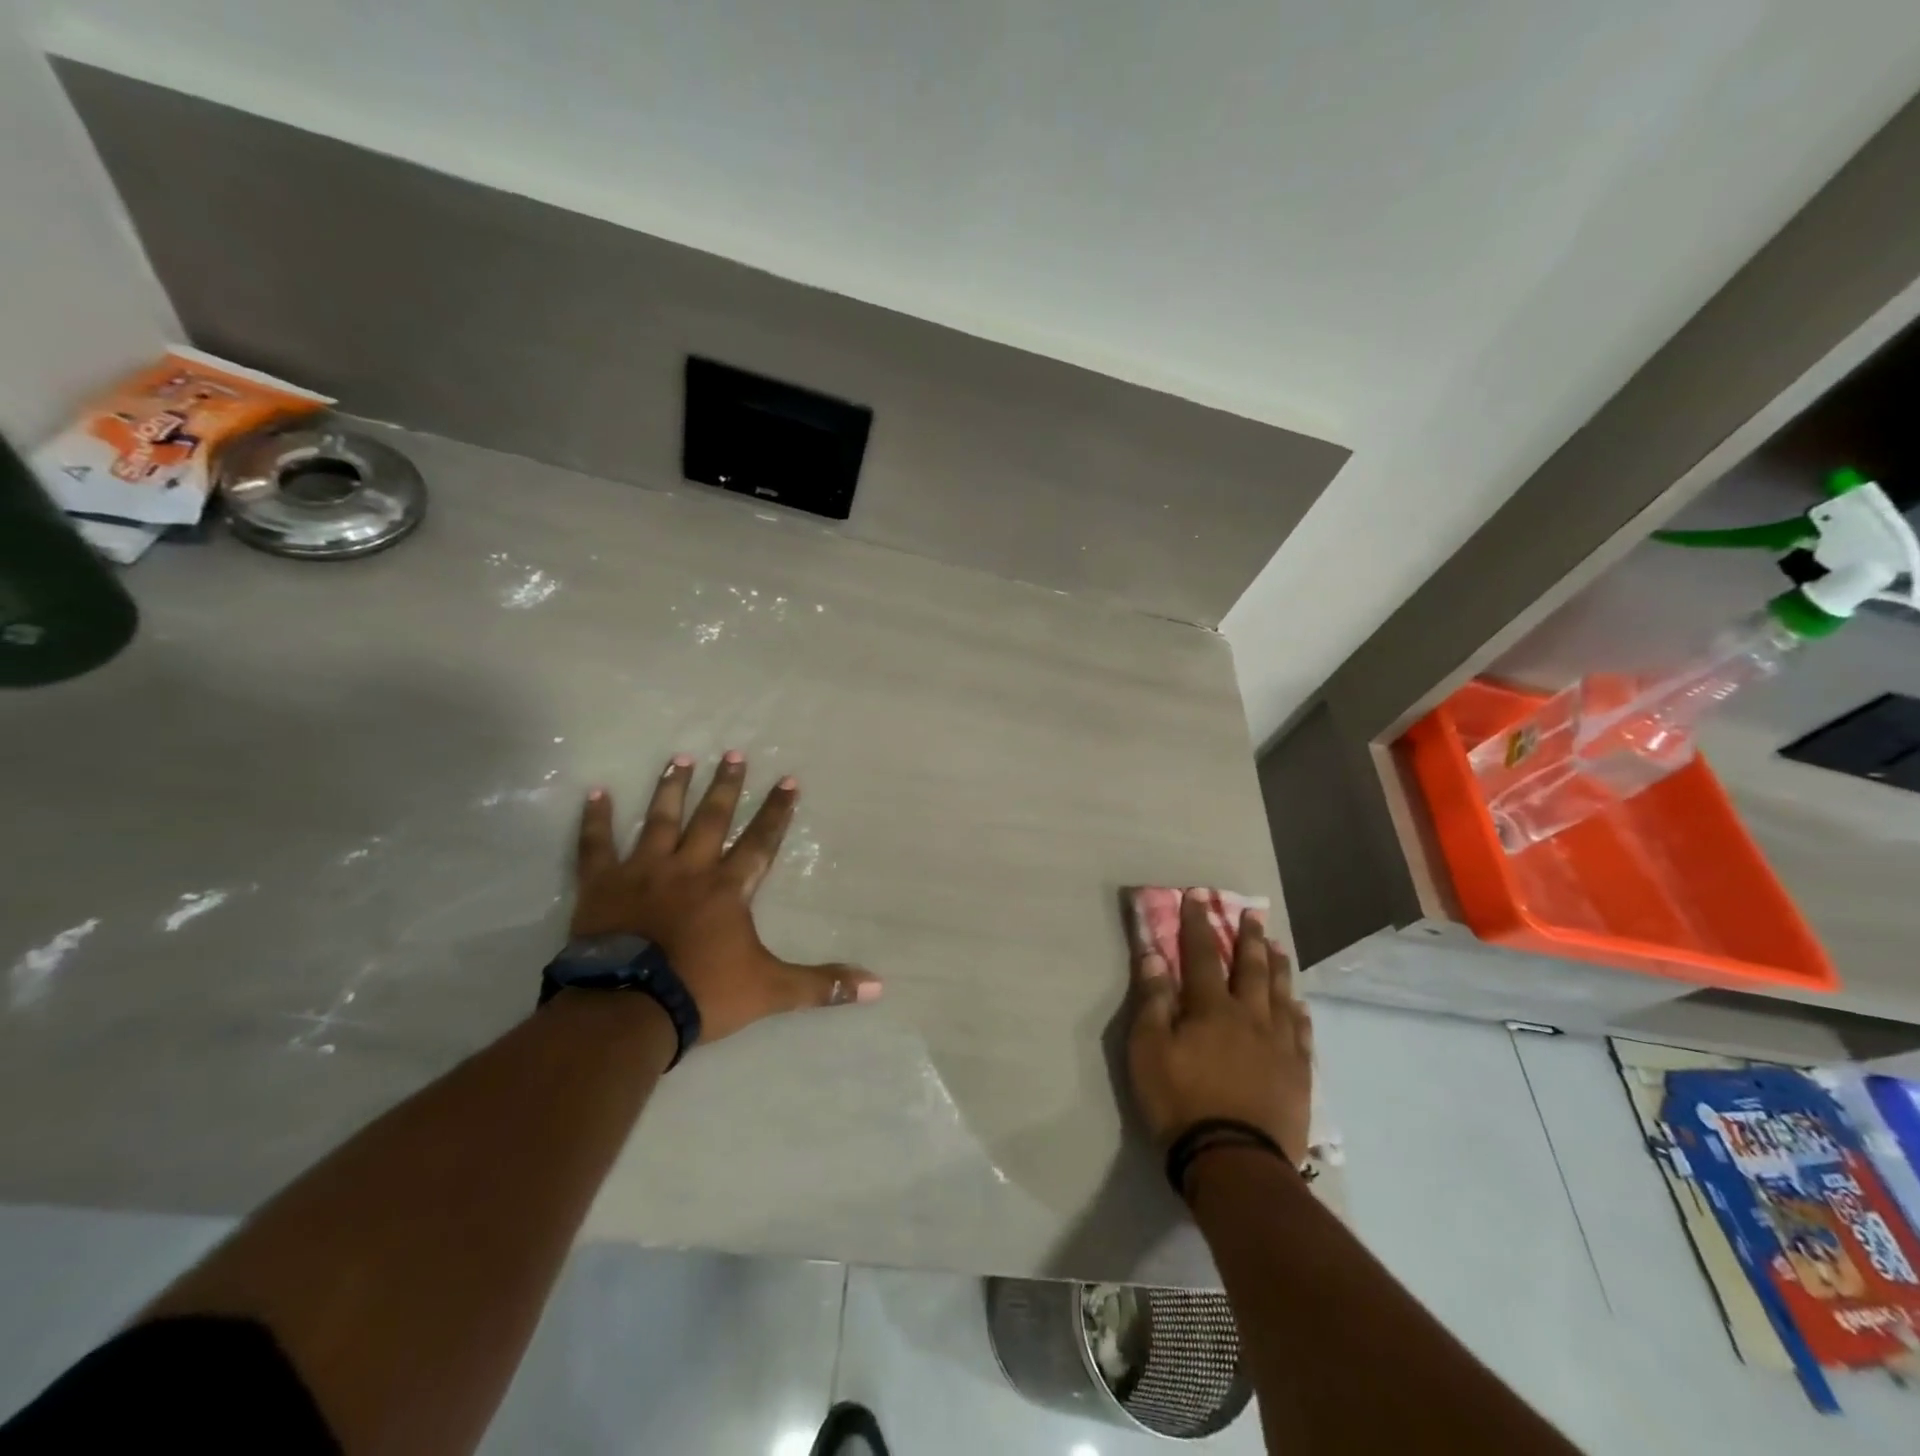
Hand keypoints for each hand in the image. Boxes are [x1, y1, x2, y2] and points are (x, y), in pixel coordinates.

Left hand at [570, 751, 879, 1043]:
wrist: (627, 1009)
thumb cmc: (702, 993)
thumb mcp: (771, 990)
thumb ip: (822, 985)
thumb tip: (878, 987)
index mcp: (728, 888)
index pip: (760, 841)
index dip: (776, 811)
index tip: (788, 780)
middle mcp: (689, 868)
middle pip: (711, 818)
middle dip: (726, 786)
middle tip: (734, 754)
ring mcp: (643, 872)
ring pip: (660, 820)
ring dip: (673, 788)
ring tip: (681, 758)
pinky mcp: (602, 885)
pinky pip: (596, 845)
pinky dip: (596, 819)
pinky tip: (596, 792)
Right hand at [1127, 889, 1312, 1164]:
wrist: (1234, 1161)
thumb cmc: (1180, 1102)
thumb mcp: (1148, 1050)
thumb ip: (1152, 1000)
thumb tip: (1153, 955)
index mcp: (1211, 1008)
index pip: (1201, 954)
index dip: (1197, 923)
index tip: (1197, 895)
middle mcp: (1250, 1016)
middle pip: (1251, 968)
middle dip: (1247, 937)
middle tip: (1252, 913)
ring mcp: (1279, 1045)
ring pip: (1282, 994)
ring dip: (1278, 966)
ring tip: (1278, 946)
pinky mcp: (1298, 1073)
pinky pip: (1302, 1032)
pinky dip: (1299, 1011)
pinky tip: (1299, 1004)